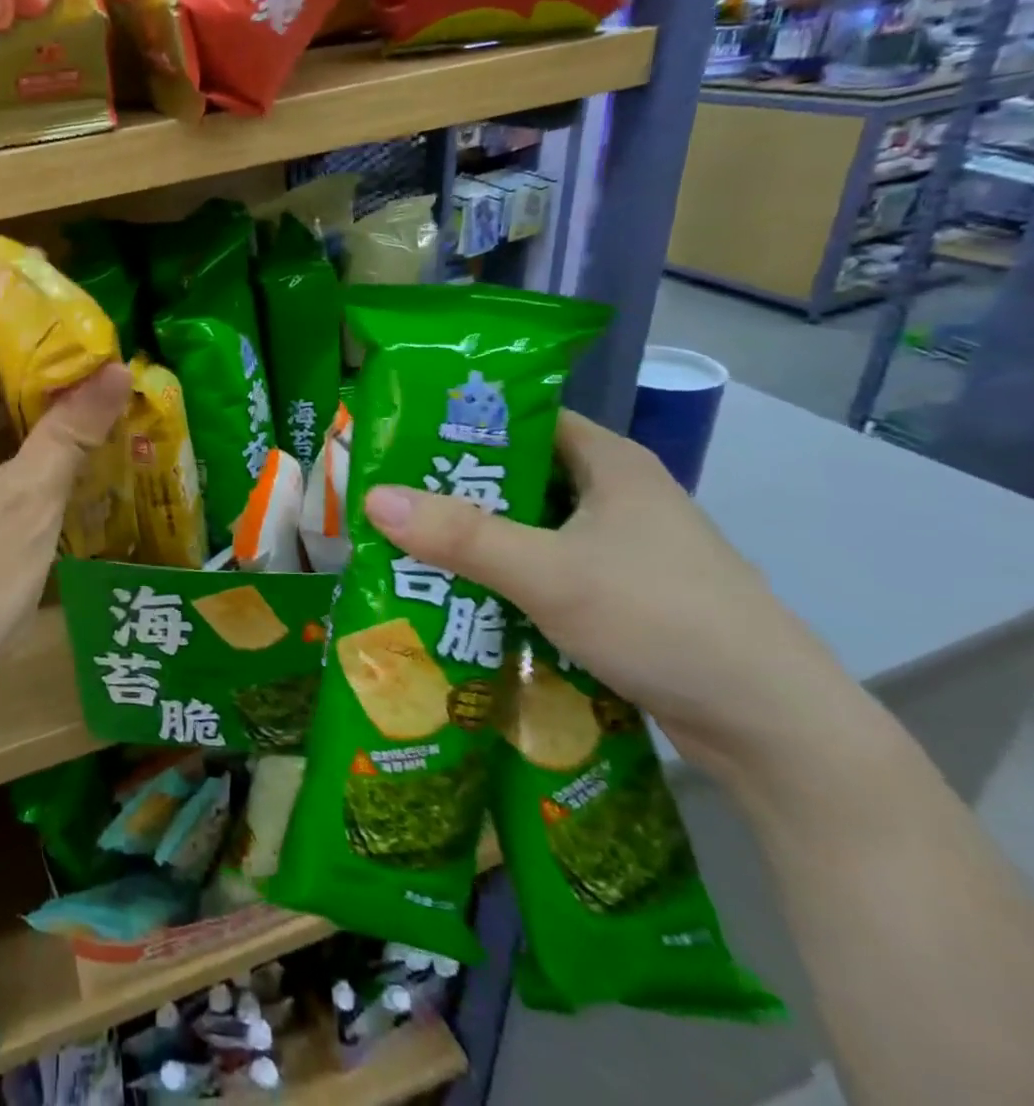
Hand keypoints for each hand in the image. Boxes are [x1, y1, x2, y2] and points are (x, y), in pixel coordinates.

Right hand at [362, 411, 853, 776]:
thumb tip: (372, 497)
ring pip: (527, 525)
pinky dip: (501, 573)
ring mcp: (620, 547)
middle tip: (386, 497)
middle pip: (516, 474)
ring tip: (405, 543)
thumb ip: (462, 536)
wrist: (776, 731)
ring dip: (473, 536)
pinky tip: (458, 591)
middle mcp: (615, 494)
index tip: (397, 438)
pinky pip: (542, 566)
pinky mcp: (620, 593)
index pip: (521, 417)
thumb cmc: (665, 622)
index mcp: (609, 462)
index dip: (459, 421)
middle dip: (452, 487)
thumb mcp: (551, 574)